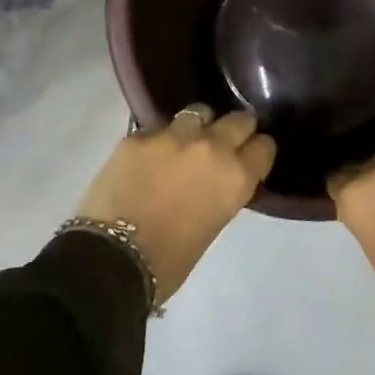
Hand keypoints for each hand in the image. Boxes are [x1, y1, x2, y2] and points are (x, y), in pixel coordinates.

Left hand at [75, 105, 274, 304]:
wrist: (110, 260)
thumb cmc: (169, 262)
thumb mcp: (212, 225)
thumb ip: (221, 192)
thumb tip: (216, 180)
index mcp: (235, 177)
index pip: (264, 147)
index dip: (258, 152)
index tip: (251, 157)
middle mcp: (211, 147)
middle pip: (238, 120)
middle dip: (235, 129)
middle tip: (224, 142)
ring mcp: (173, 136)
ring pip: (198, 112)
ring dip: (198, 126)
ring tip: (186, 141)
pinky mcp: (138, 135)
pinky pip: (159, 126)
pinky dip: (160, 138)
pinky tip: (150, 154)